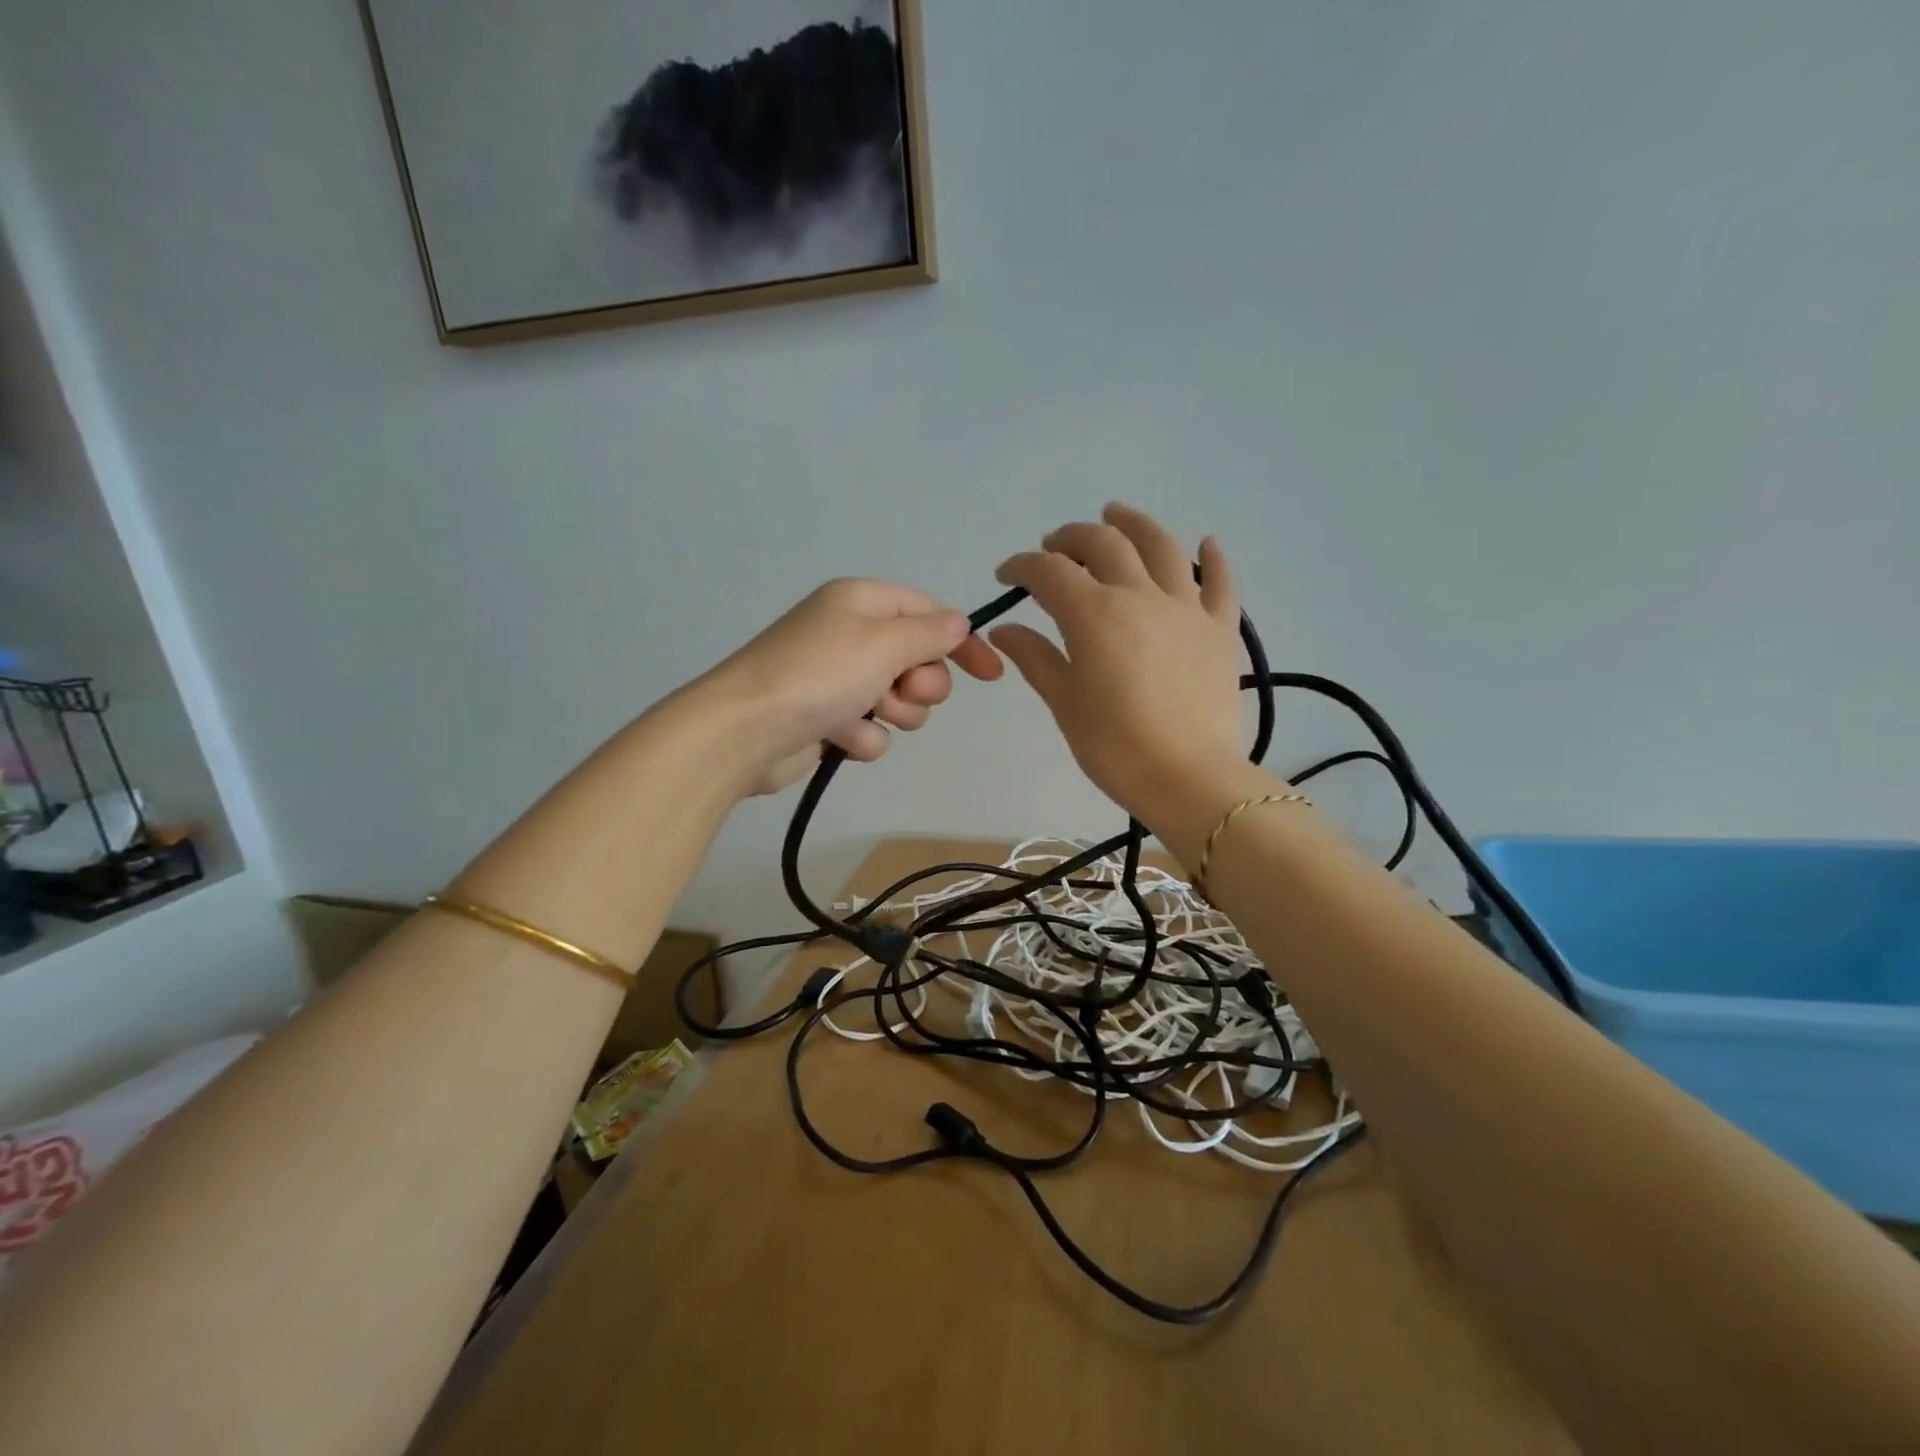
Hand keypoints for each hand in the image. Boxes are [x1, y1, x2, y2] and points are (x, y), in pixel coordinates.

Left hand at [697, 579, 1002, 795]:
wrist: (745, 731)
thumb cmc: (819, 674)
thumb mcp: (884, 643)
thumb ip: (930, 633)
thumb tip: (959, 622)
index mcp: (861, 603)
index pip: (928, 613)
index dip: (961, 642)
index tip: (990, 674)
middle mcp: (850, 635)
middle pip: (917, 660)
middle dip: (920, 684)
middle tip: (900, 692)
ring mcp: (838, 680)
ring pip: (898, 701)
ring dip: (892, 714)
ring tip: (865, 715)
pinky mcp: (827, 720)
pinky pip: (870, 729)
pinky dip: (862, 736)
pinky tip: (838, 738)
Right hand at [988, 504, 1246, 829]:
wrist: (1188, 777)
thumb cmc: (1114, 746)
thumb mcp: (1064, 701)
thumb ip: (1035, 657)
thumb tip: (1004, 629)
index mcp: (1094, 614)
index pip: (1048, 572)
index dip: (1022, 566)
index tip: (1007, 576)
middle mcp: (1140, 595)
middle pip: (1103, 543)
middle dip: (1070, 538)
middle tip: (1053, 548)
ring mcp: (1186, 607)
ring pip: (1161, 546)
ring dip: (1133, 523)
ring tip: (1115, 514)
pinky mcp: (1220, 628)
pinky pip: (1220, 583)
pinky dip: (1212, 559)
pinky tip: (1205, 543)